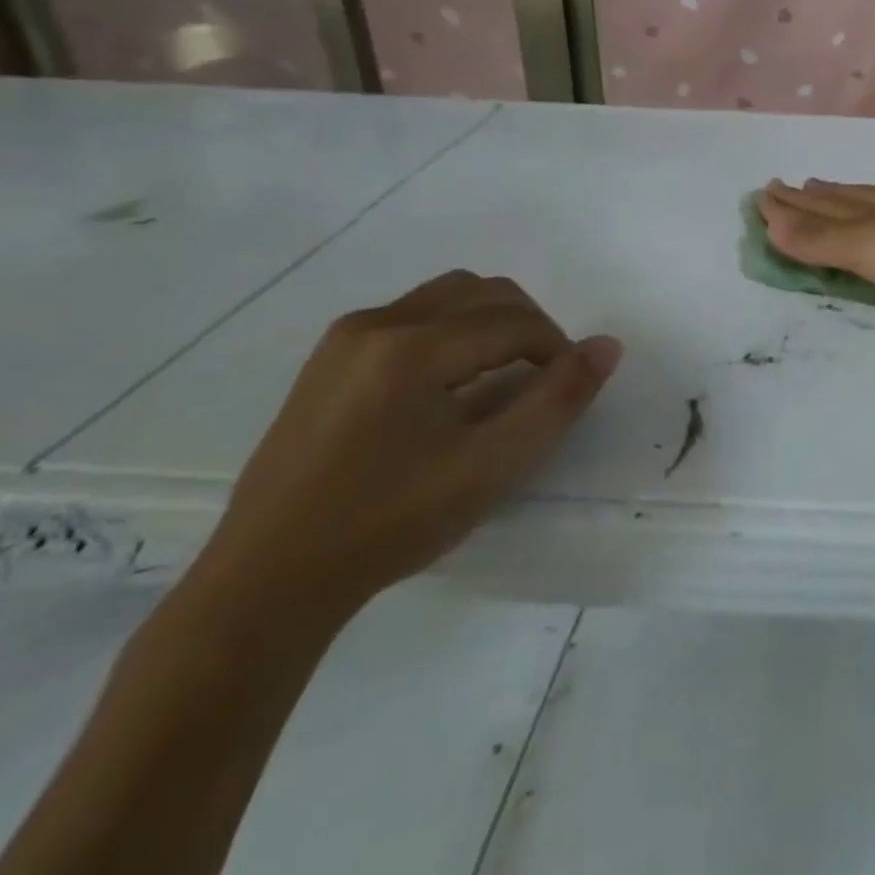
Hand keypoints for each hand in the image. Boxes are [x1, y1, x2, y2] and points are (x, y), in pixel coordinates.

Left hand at [198, 271, 621, 620]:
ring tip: (500, 379)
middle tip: (543, 378)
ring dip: (490, 323)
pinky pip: (411, 317)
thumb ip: (556, 401)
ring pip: (446, 298)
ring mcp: (345, 339)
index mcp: (414, 346)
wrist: (266, 582)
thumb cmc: (389, 523)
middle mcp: (377, 323)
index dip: (557, 348)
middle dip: (528, 325)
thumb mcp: (490, 466)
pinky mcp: (327, 360)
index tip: (568, 389)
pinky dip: (450, 333)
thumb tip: (608, 346)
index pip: (514, 321)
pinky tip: (447, 388)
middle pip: (482, 292)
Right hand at [757, 179, 874, 298]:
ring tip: (828, 188)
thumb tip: (770, 221)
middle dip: (813, 197)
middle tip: (791, 185)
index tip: (764, 193)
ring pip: (872, 202)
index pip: (820, 209)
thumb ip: (822, 240)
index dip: (791, 205)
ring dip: (844, 197)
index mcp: (867, 217)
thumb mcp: (869, 249)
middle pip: (843, 200)